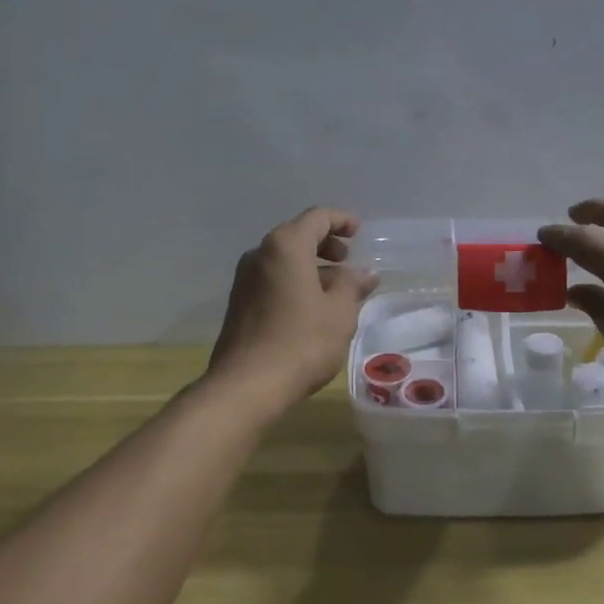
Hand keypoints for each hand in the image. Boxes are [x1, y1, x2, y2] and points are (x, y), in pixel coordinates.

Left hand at [208, 207, 376, 403]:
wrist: (246, 386)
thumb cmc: (301, 342)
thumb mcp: (339, 312)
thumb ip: (352, 285)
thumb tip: (364, 273)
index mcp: (285, 246)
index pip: (317, 218)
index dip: (341, 220)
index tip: (359, 231)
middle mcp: (259, 254)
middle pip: (297, 235)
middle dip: (325, 244)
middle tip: (347, 260)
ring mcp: (245, 279)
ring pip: (284, 260)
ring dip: (311, 266)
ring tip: (336, 289)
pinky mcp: (239, 304)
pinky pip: (272, 279)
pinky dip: (294, 282)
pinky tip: (312, 307)